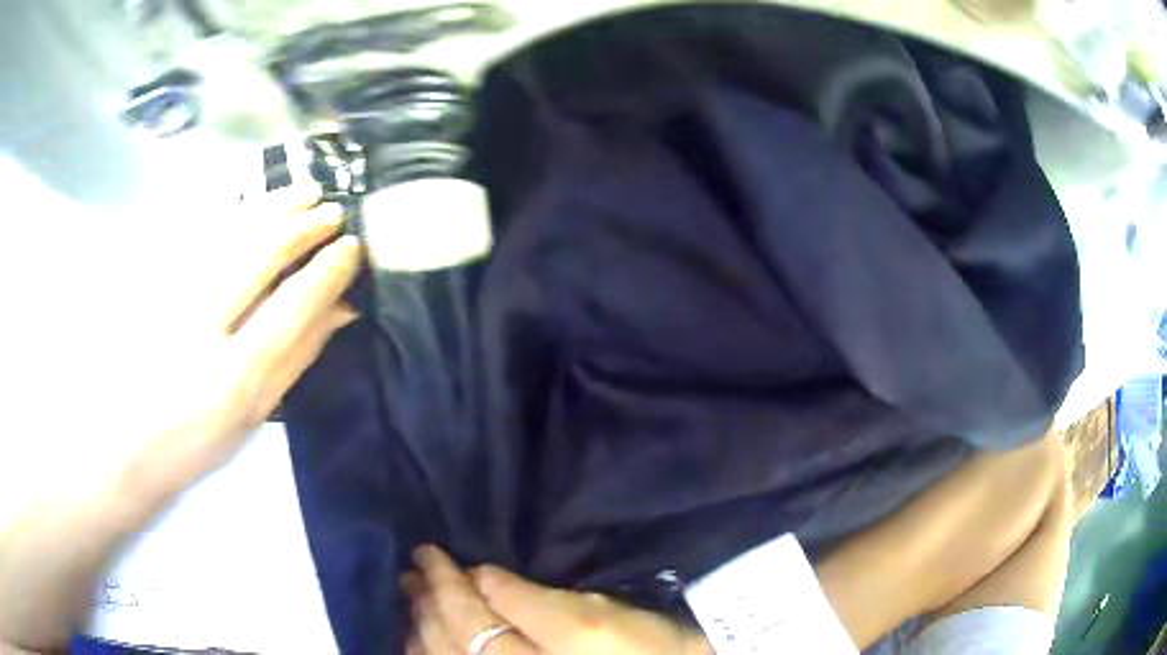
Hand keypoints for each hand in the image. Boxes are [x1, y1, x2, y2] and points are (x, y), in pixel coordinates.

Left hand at [1, 182, 361, 521]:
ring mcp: (171, 295)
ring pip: (228, 233)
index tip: (350, 247)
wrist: (125, 443)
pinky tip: (252, 201)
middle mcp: (201, 327)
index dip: (326, 271)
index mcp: (233, 378)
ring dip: (271, 206)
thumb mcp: (253, 417)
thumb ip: (296, 360)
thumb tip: (340, 312)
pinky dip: (233, 212)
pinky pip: (199, 234)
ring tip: (303, 190)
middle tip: (330, 209)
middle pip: (258, 255)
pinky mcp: (152, 280)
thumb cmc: (195, 443)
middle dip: (301, 225)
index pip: (291, 307)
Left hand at [405, 545, 712, 654]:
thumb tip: (481, 577)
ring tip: (413, 600)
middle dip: (426, 601)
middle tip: (411, 572)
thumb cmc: (640, 646)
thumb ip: (531, 601)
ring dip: (420, 627)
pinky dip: (430, 653)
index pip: (469, 612)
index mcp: (532, 654)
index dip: (446, 580)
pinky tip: (421, 641)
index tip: (428, 551)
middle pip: (449, 638)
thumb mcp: (592, 617)